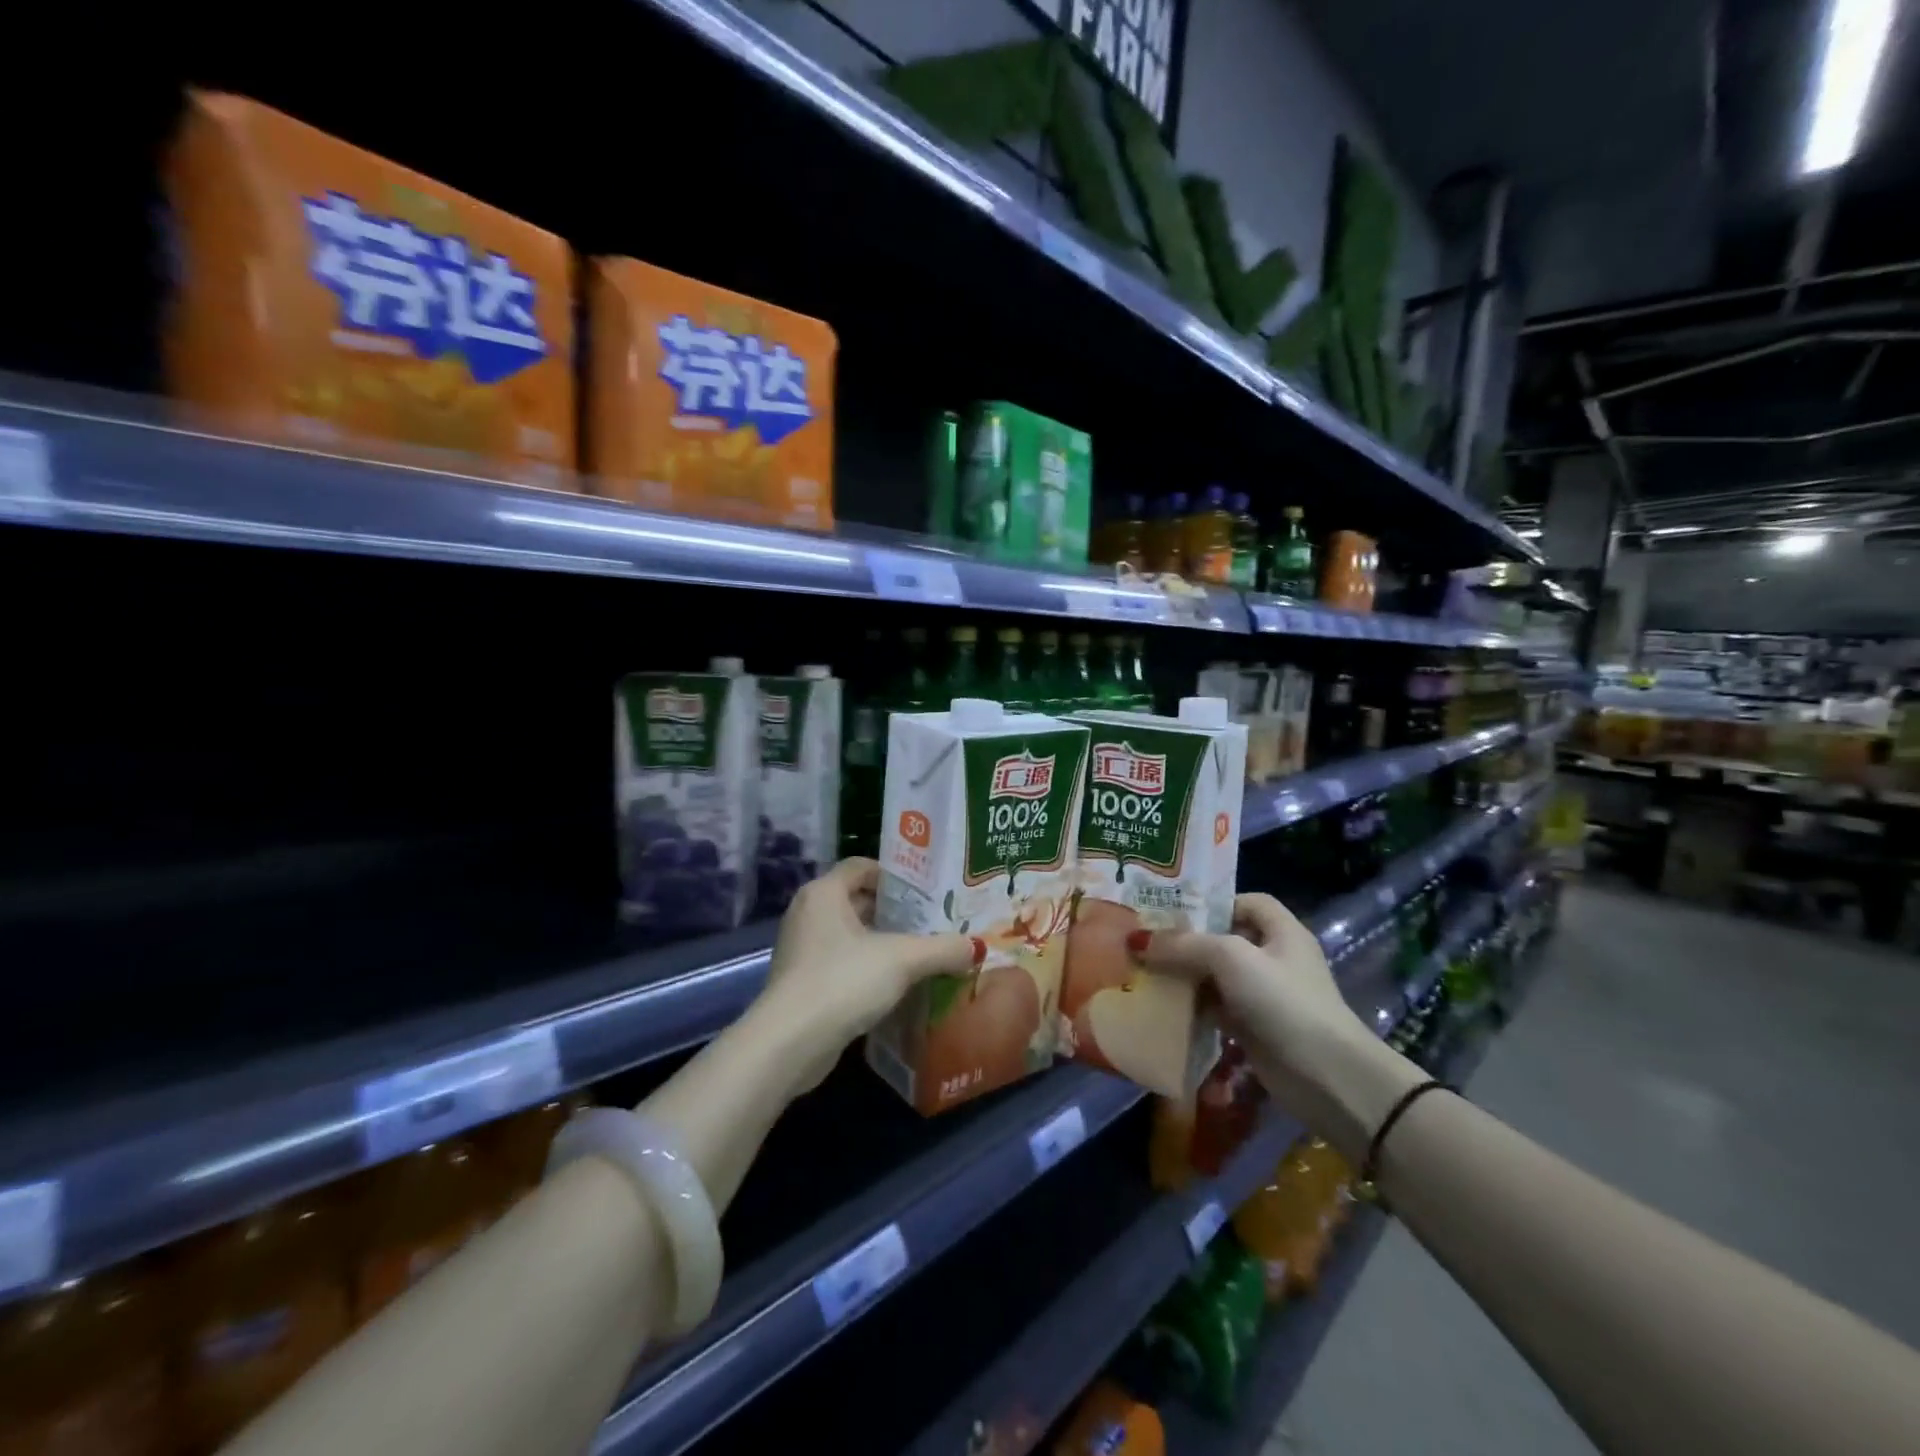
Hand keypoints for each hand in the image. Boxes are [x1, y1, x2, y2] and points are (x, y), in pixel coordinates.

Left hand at [757, 859, 984, 1071]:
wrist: (790, 1043)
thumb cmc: (843, 981)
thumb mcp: (903, 959)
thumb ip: (942, 949)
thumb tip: (976, 947)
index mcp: (825, 892)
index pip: (863, 866)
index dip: (896, 875)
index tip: (929, 890)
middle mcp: (808, 913)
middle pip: (859, 900)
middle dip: (896, 911)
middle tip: (934, 922)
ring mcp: (802, 949)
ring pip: (851, 935)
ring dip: (883, 942)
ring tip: (923, 953)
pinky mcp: (802, 982)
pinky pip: (841, 963)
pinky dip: (867, 968)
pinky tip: (897, 985)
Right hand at [1130, 893, 1423, 1158]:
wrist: (1326, 1078)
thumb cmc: (1283, 1002)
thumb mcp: (1232, 959)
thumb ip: (1185, 944)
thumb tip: (1138, 939)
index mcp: (1281, 931)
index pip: (1246, 901)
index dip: (1213, 903)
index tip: (1173, 910)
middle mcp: (1273, 958)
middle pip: (1224, 939)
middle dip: (1187, 941)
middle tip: (1144, 941)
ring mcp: (1264, 995)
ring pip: (1215, 976)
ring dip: (1184, 976)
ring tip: (1142, 971)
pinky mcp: (1254, 1028)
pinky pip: (1215, 1009)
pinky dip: (1192, 1008)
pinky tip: (1161, 1007)